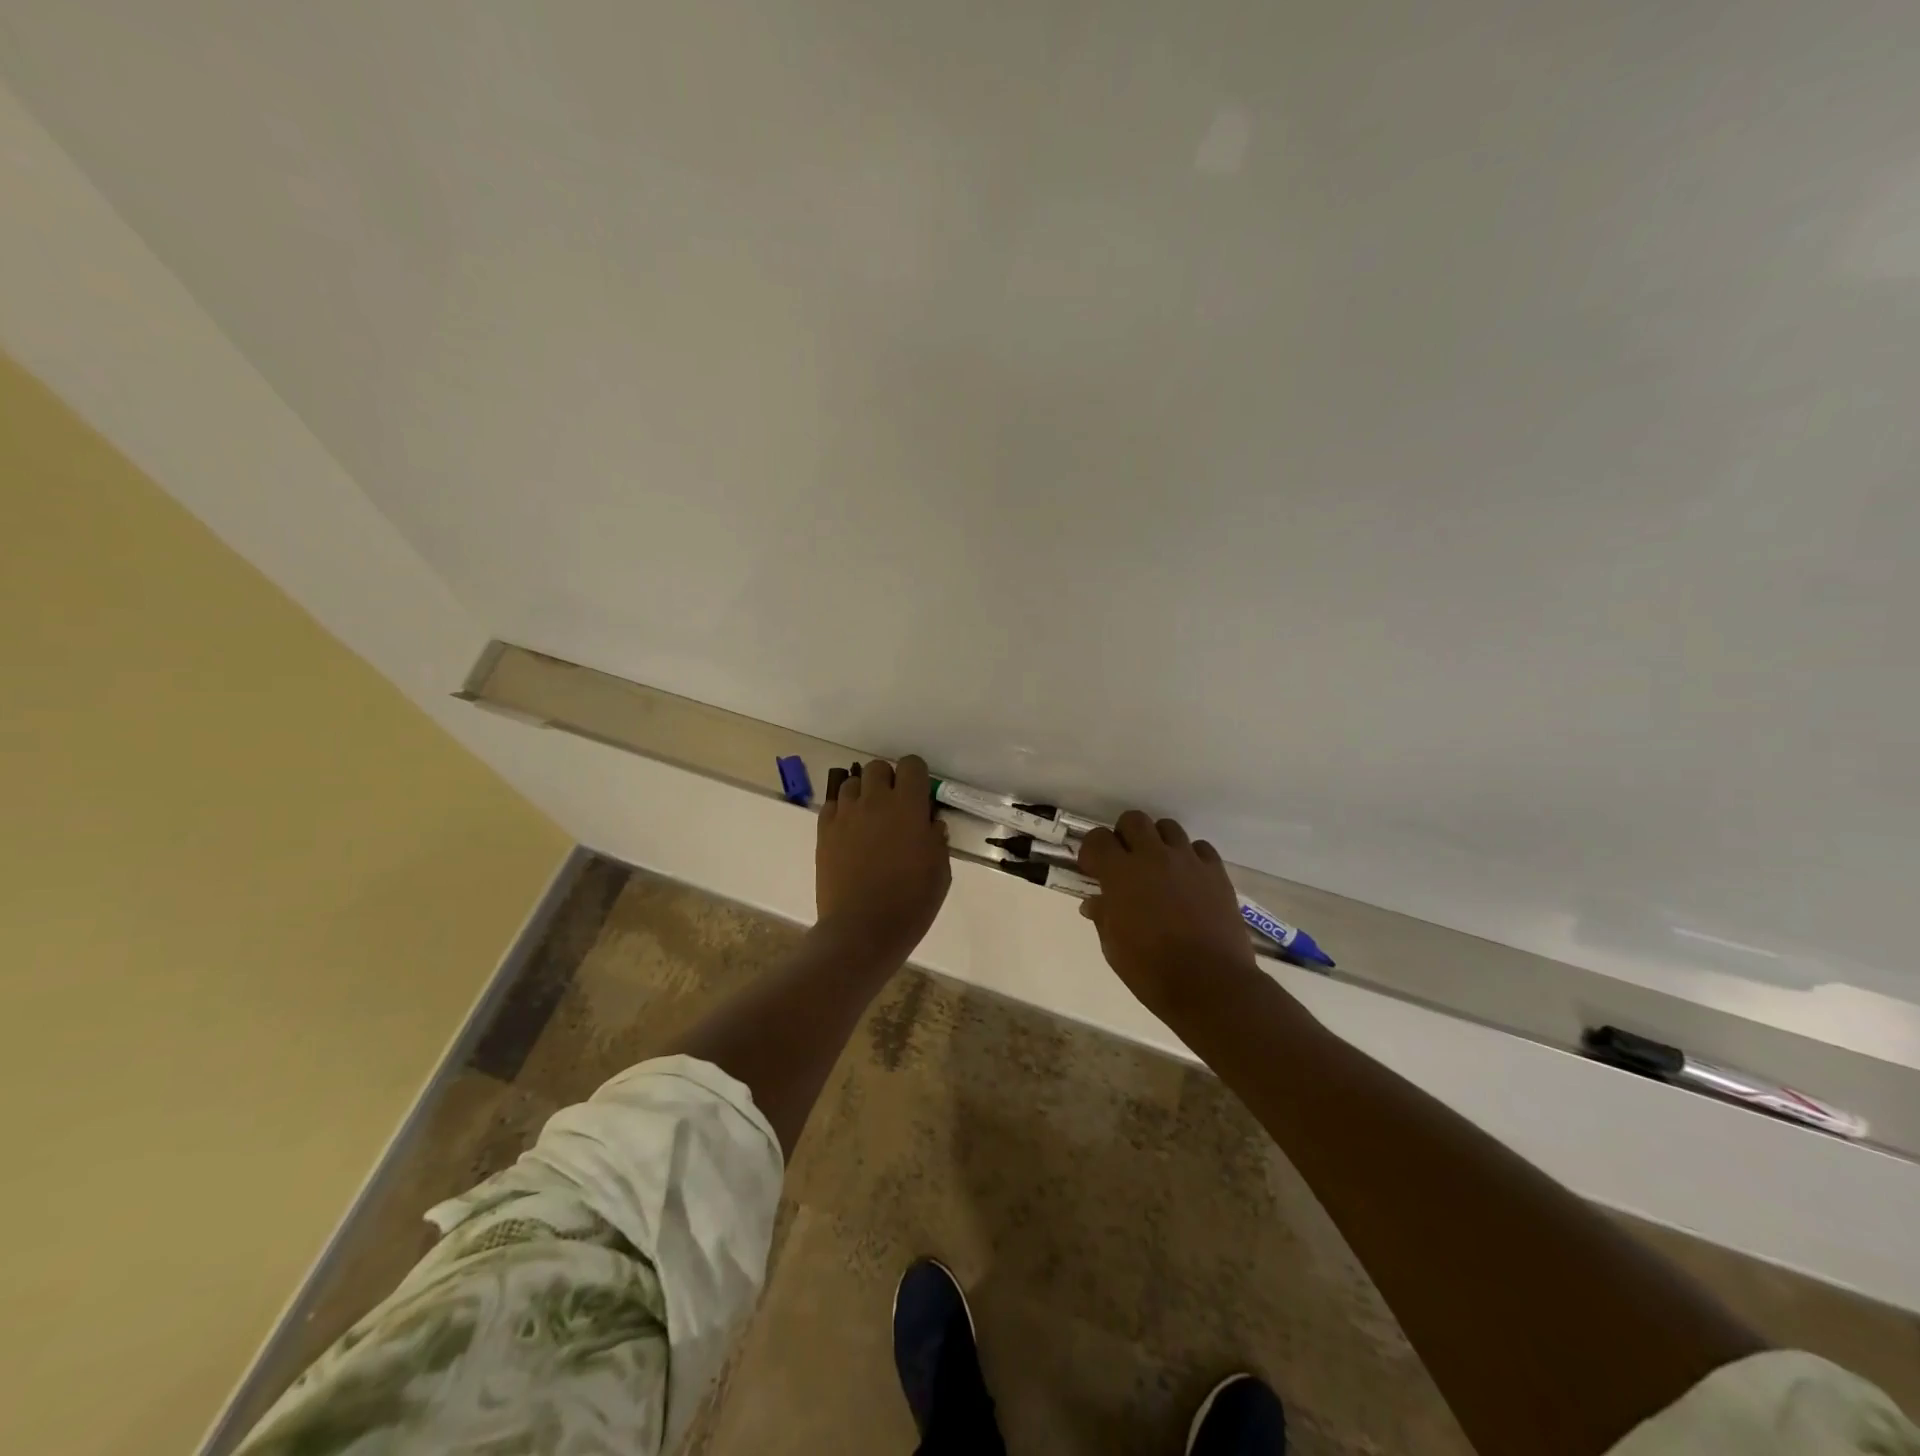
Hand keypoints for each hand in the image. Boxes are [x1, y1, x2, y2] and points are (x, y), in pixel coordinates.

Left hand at [815, 755, 951, 965]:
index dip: (917, 776)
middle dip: (888, 780)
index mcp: (908, 806)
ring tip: (869, 819)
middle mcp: (875, 800)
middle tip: (894, 807)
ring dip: (863, 794)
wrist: (863, 929)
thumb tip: (929, 824)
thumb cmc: (911, 902)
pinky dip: (842, 811)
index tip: (919, 797)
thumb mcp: (940, 871)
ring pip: (851, 782)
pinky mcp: (824, 831)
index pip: (911, 765)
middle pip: (877, 767)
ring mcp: (845, 814)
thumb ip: (936, 839)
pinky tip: (850, 832)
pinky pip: (832, 805)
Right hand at [1076, 810, 1256, 1014]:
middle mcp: (1153, 857)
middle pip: (1133, 820)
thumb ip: (1103, 916)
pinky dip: (1190, 857)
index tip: (1093, 870)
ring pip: (1168, 827)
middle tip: (1125, 861)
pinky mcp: (1216, 872)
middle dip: (1124, 835)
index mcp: (1120, 874)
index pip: (1098, 839)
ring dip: (1158, 841)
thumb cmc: (1151, 970)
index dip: (1092, 851)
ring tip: (1159, 867)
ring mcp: (1188, 861)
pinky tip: (1188, 878)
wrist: (1210, 984)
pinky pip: (1200, 848)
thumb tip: (1095, 903)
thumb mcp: (1113, 947)